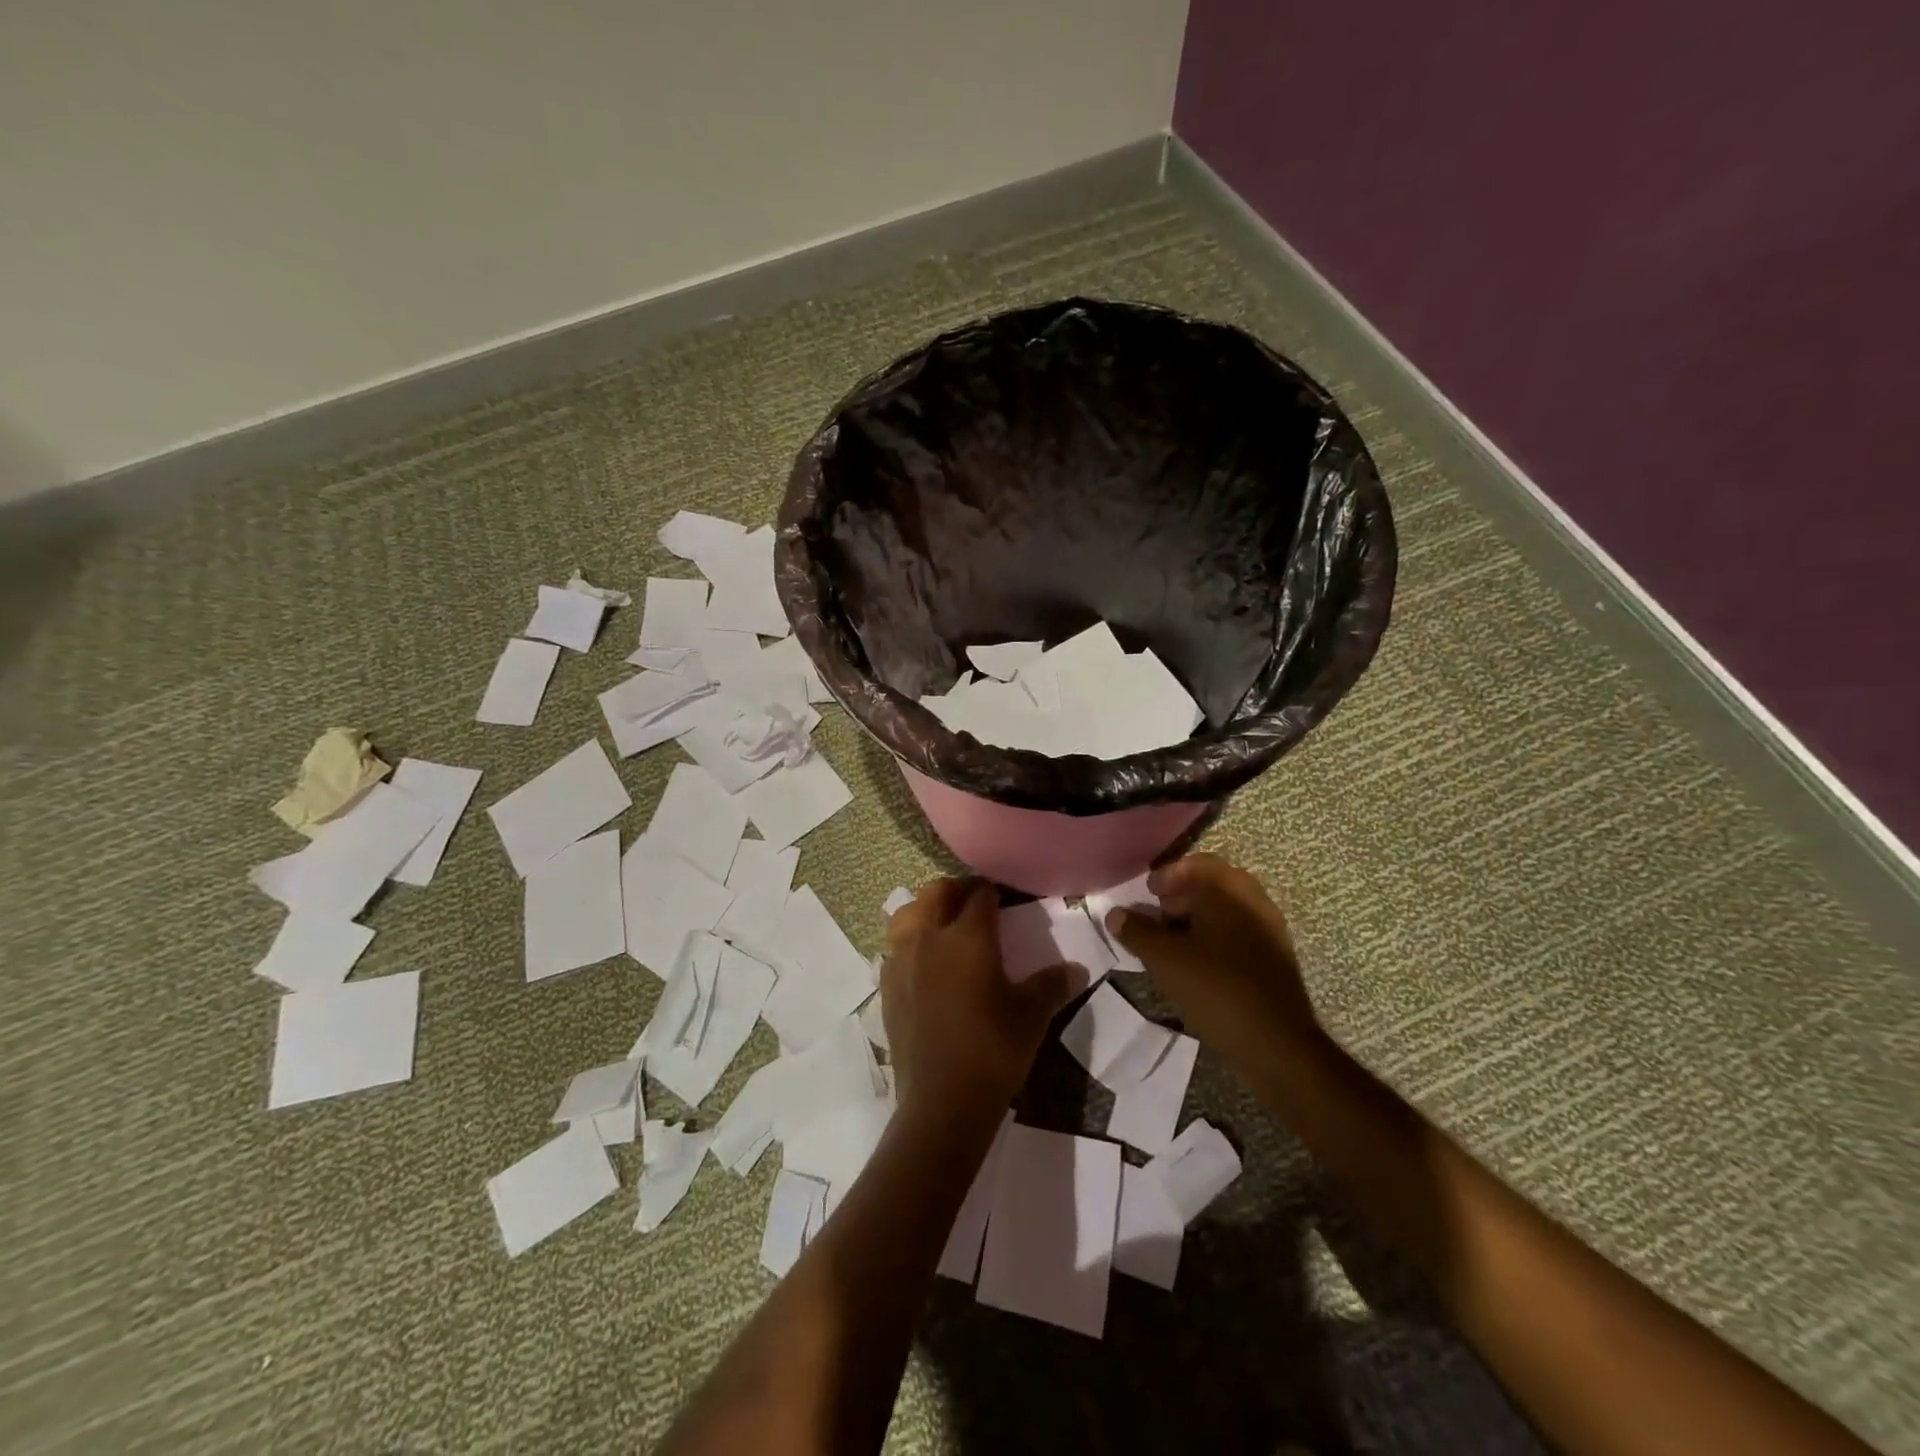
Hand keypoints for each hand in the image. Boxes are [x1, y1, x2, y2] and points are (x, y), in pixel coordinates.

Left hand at [882, 879, 1078, 1121]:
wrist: (942, 1102)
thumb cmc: (993, 1050)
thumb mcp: (1032, 1015)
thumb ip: (1052, 985)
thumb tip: (1076, 970)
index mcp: (967, 937)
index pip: (980, 896)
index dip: (994, 891)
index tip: (1006, 897)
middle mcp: (929, 938)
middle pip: (936, 893)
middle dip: (956, 890)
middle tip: (976, 903)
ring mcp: (901, 961)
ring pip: (907, 914)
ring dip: (926, 910)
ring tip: (944, 925)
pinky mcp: (887, 986)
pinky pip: (895, 946)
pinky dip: (910, 941)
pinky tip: (925, 962)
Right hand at [1105, 854, 1322, 1072]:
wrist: (1276, 1043)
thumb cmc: (1215, 989)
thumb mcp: (1164, 959)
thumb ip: (1136, 931)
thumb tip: (1115, 914)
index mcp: (1227, 890)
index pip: (1193, 865)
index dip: (1166, 876)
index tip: (1147, 893)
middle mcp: (1252, 899)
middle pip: (1213, 882)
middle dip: (1183, 893)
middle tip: (1159, 912)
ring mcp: (1269, 927)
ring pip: (1227, 906)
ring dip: (1200, 914)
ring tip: (1175, 939)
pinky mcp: (1275, 955)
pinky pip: (1239, 929)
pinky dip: (1216, 933)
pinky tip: (1200, 959)